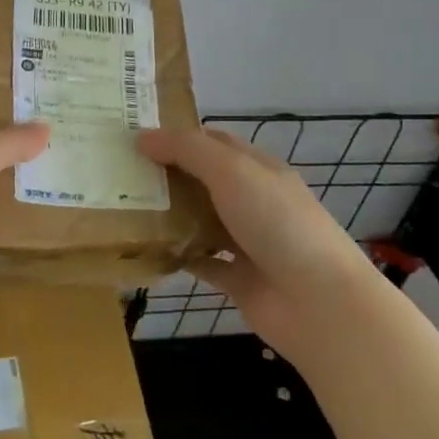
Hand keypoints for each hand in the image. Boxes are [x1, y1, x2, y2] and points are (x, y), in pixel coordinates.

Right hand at [137, 127, 366, 352]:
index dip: (177, 135)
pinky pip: (201, 262)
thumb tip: (142, 137)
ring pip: (200, 220)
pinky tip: (147, 250)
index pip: (213, 141)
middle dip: (166, 174)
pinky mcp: (238, 279)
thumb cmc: (277, 223)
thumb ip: (187, 150)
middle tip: (118, 170)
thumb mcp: (232, 171)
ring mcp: (247, 242)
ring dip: (168, 214)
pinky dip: (177, 256)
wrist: (319, 303)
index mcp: (258, 169)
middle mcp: (253, 201)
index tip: (135, 135)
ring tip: (123, 206)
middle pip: (203, 180)